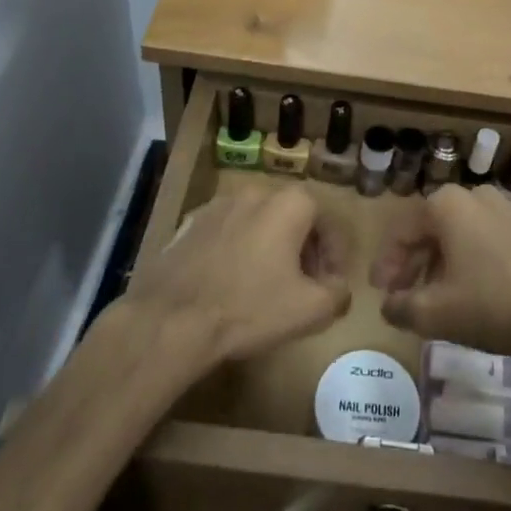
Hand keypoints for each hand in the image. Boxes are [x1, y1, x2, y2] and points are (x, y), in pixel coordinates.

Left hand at [125, 186, 351, 366]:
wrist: (172, 317)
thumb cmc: (250, 308)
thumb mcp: (310, 309)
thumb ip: (338, 293)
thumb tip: (338, 286)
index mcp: (289, 204)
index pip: (327, 220)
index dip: (334, 254)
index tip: (330, 283)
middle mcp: (255, 192)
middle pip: (292, 217)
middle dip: (304, 248)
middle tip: (303, 284)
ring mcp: (218, 205)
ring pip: (258, 222)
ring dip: (269, 247)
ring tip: (267, 285)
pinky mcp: (190, 223)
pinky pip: (227, 232)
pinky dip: (237, 250)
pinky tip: (231, 283)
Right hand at [370, 185, 510, 360]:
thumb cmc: (493, 304)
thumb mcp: (435, 313)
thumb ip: (401, 307)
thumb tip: (388, 306)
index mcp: (446, 204)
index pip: (402, 231)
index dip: (386, 264)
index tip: (379, 291)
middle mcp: (475, 194)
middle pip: (431, 229)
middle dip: (413, 263)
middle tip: (402, 295)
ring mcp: (506, 208)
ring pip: (459, 233)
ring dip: (441, 262)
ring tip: (435, 297)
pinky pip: (485, 238)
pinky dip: (470, 260)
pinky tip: (471, 291)